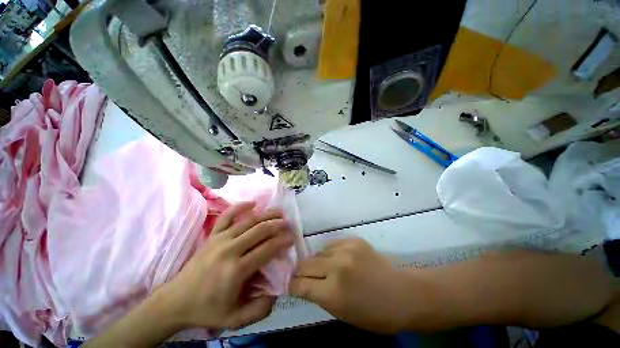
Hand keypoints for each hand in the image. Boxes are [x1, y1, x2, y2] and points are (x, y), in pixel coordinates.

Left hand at [159, 202, 292, 329]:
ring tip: (278, 211)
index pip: (267, 249)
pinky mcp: (212, 235)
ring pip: (248, 221)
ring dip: (266, 214)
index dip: (282, 241)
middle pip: (259, 230)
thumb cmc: (207, 310)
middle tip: (288, 222)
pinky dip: (240, 207)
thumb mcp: (236, 319)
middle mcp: (230, 250)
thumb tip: (278, 291)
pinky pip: (227, 216)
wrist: (175, 301)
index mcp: (237, 270)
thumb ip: (260, 309)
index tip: (292, 237)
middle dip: (277, 224)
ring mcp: (220, 239)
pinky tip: (252, 203)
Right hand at [289, 238, 411, 333]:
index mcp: (333, 292)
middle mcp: (336, 267)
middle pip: (305, 264)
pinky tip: (339, 260)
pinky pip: (332, 245)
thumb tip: (302, 284)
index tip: (293, 285)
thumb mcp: (341, 313)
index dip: (293, 286)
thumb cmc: (373, 313)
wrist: (402, 293)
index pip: (300, 284)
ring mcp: (346, 250)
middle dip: (302, 272)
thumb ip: (319, 296)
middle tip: (307, 277)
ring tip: (327, 269)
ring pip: (318, 253)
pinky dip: (331, 253)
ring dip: (318, 262)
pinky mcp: (353, 240)